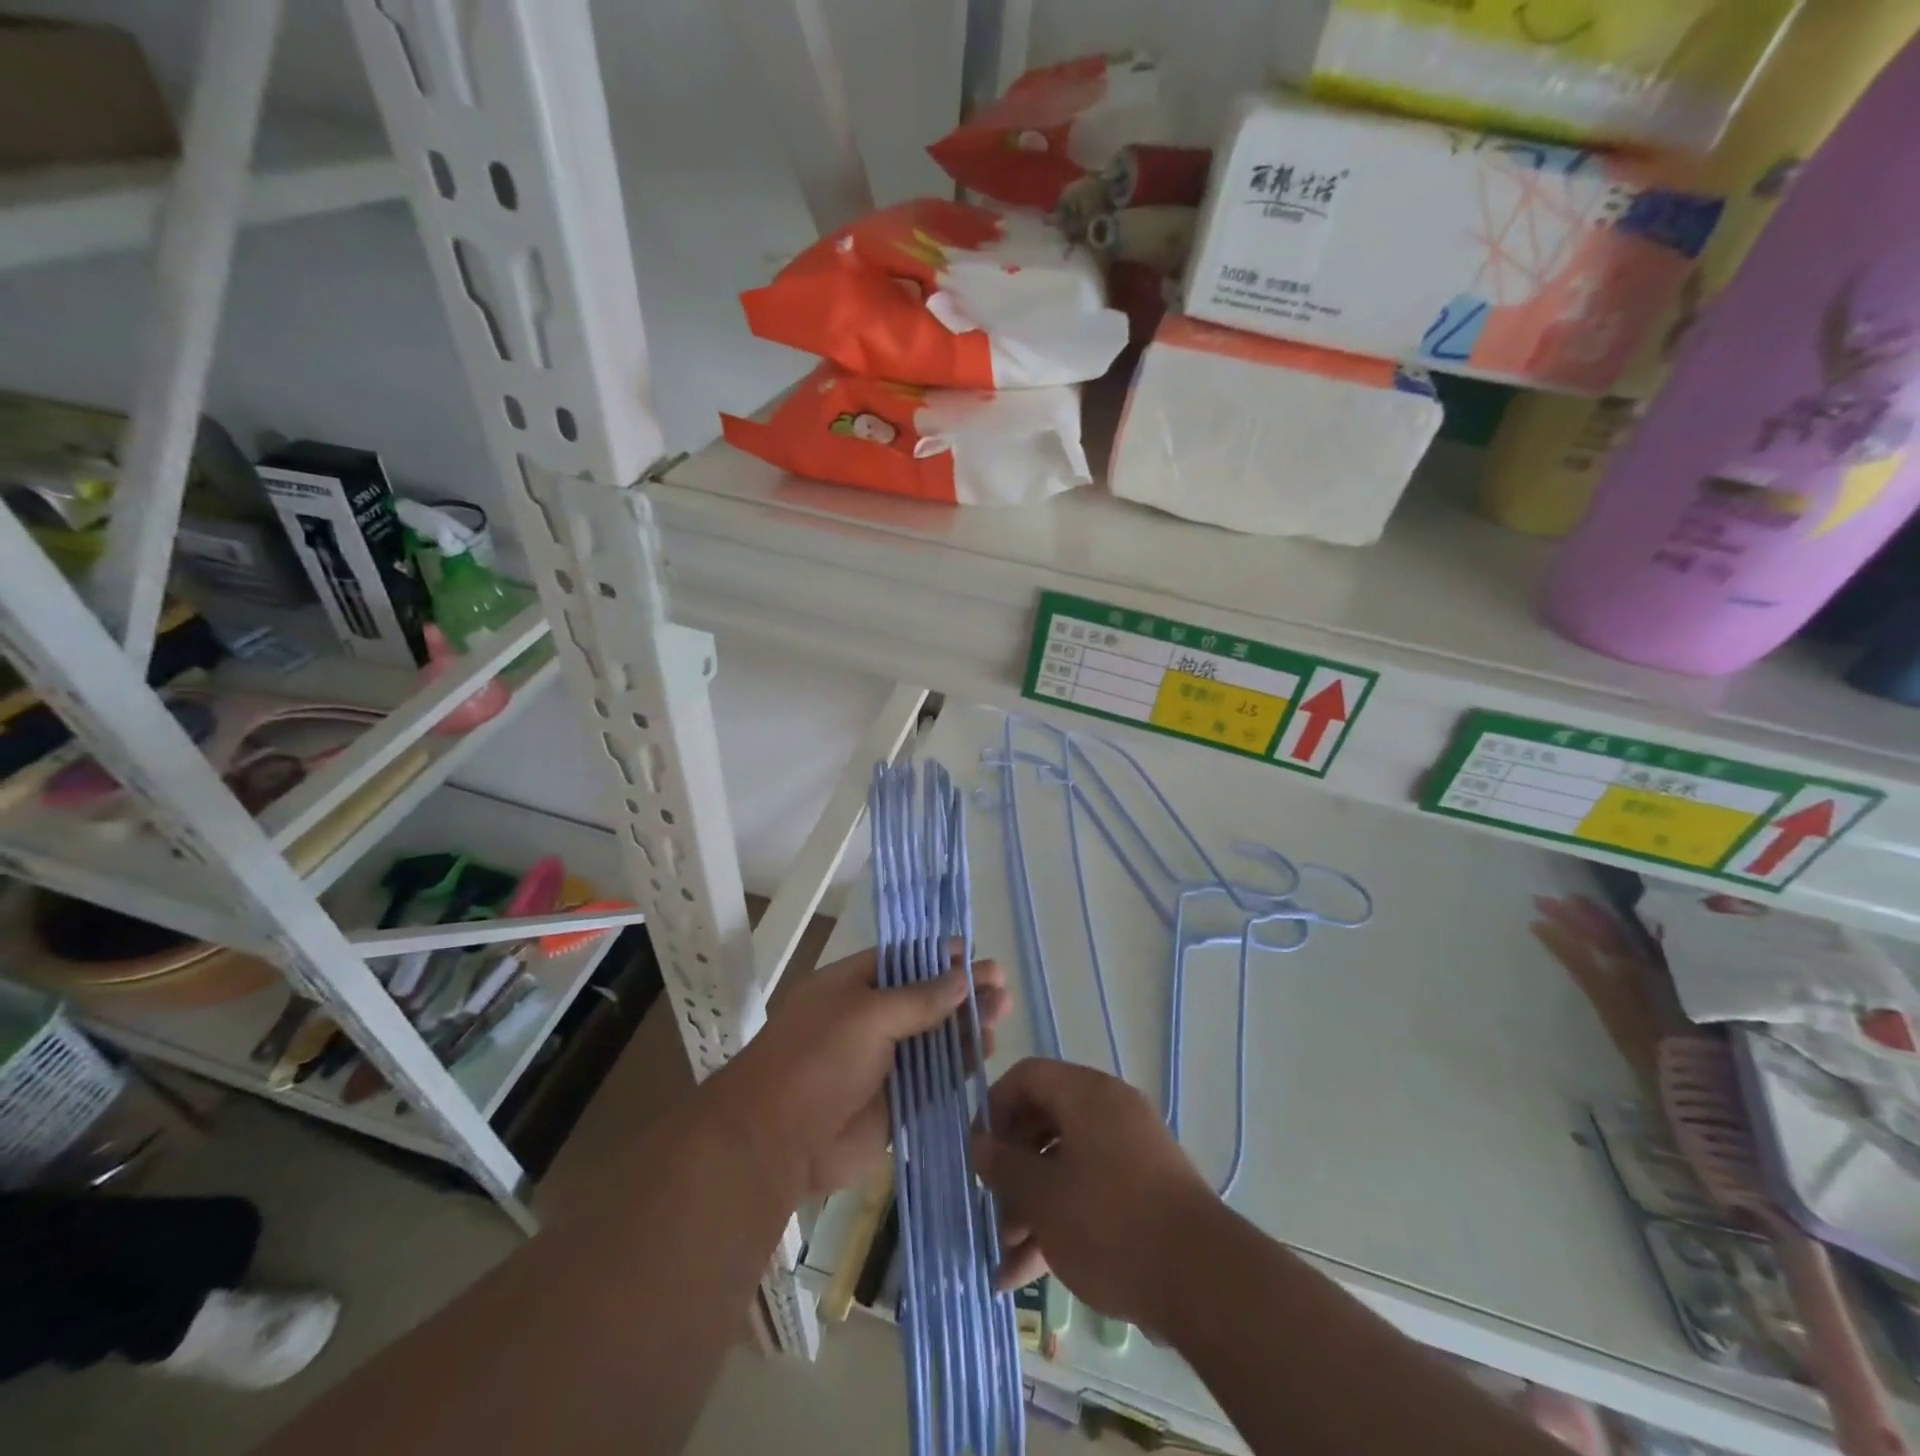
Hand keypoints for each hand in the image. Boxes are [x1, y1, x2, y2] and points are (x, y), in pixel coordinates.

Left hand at [712, 946, 1009, 1198]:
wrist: (775, 1143)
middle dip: (962, 990)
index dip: (938, 956)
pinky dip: (958, 1065)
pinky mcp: (894, 1103)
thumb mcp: (868, 1015)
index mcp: (851, 986)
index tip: (974, 952)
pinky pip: (933, 1079)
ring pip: (933, 1038)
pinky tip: (984, 1051)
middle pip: (924, 998)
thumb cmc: (817, 1060)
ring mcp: (882, 1062)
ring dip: (966, 1025)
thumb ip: (919, 998)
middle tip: (1002, 986)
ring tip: (1002, 1014)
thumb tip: (962, 977)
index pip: (902, 960)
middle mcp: (869, 1019)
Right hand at [971, 1059, 1215, 1329]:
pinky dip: (1061, 1220)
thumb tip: (979, 1144)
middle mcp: (1109, 1110)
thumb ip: (1004, 1166)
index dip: (994, 1107)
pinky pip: (1091, 1190)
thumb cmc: (1110, 1223)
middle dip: (1012, 1168)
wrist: (1203, 1280)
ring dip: (1031, 1205)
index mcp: (1086, 1094)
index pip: (1027, 1076)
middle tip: (991, 1206)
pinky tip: (1027, 1274)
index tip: (976, 1151)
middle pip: (1044, 1121)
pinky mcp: (1144, 1190)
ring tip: (1004, 1256)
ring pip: (1065, 1163)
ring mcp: (1130, 1150)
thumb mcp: (1043, 1197)